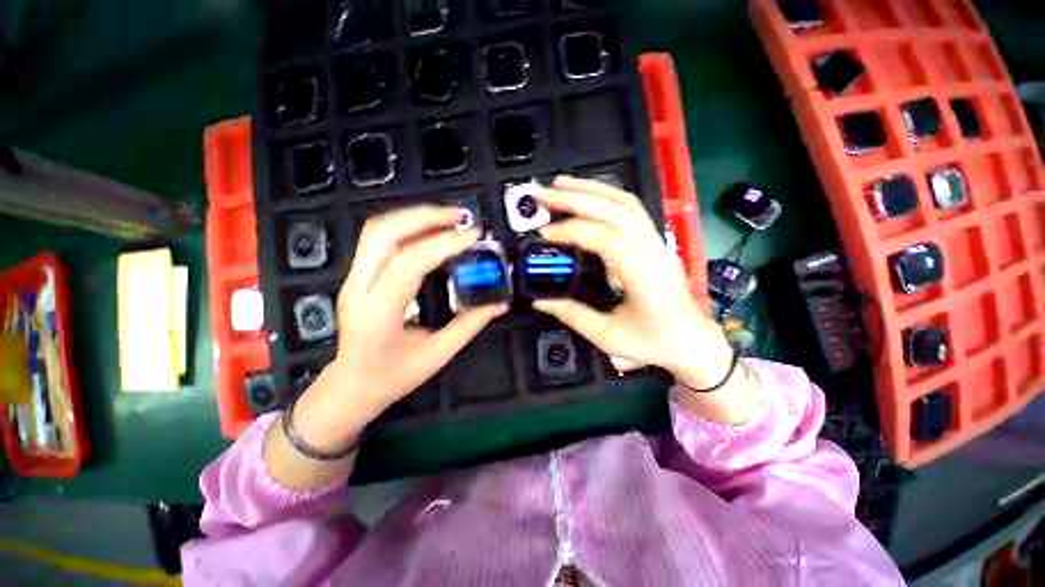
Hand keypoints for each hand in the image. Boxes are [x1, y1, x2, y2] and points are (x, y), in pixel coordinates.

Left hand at [293, 206, 505, 451]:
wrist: (351, 387)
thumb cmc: (392, 378)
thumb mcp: (437, 355)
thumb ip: (470, 325)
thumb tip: (499, 303)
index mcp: (377, 313)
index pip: (408, 264)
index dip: (443, 245)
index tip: (473, 237)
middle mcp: (358, 288)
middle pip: (383, 233)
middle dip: (424, 217)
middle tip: (460, 217)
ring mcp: (353, 279)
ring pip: (377, 230)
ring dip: (415, 217)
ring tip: (449, 219)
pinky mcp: (358, 275)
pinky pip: (380, 239)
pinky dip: (408, 227)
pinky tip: (431, 231)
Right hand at [533, 176, 735, 391]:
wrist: (693, 341)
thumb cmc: (652, 343)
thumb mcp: (608, 337)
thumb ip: (572, 315)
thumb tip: (538, 300)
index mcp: (643, 276)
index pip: (607, 239)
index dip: (572, 230)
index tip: (543, 233)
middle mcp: (653, 251)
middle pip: (616, 211)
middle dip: (576, 198)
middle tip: (543, 194)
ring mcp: (658, 242)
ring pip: (627, 203)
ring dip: (592, 189)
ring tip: (560, 184)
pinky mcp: (656, 241)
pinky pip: (633, 209)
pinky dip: (607, 195)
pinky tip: (587, 194)